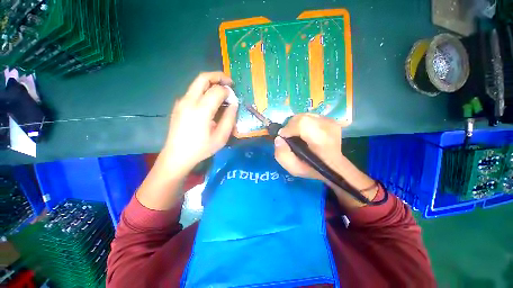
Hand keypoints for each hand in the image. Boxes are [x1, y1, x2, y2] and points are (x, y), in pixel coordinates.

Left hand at [160, 72, 237, 176]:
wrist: (177, 155)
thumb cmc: (201, 148)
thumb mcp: (221, 137)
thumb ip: (229, 119)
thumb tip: (234, 104)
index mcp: (201, 110)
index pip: (217, 90)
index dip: (228, 91)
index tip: (233, 98)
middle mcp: (189, 101)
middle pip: (203, 78)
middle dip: (218, 76)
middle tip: (229, 82)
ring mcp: (181, 102)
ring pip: (197, 83)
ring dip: (211, 83)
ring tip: (221, 92)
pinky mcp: (178, 105)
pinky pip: (192, 91)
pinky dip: (204, 90)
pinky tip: (209, 102)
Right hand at [274, 113, 378, 206]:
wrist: (332, 165)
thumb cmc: (312, 168)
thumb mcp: (294, 168)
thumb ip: (282, 155)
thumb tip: (279, 138)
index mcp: (322, 142)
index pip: (303, 123)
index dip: (289, 128)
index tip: (283, 137)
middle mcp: (329, 127)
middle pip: (302, 117)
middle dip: (290, 126)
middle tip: (288, 137)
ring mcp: (331, 121)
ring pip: (304, 115)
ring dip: (295, 124)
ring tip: (295, 134)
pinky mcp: (329, 118)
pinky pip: (309, 115)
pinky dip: (301, 122)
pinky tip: (303, 132)